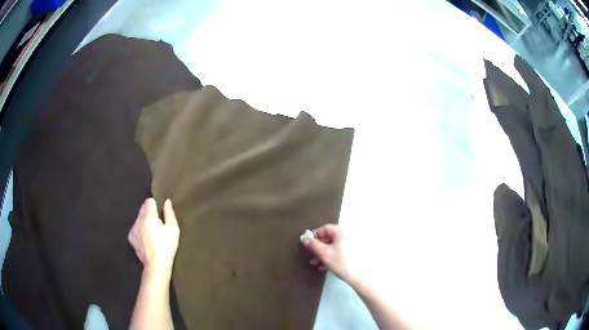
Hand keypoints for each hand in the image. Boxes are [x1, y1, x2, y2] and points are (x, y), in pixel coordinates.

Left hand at [128, 198, 179, 277]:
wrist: (156, 265)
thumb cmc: (167, 247)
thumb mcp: (173, 230)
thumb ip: (169, 213)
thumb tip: (167, 202)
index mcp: (149, 217)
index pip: (149, 201)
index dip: (155, 205)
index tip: (160, 213)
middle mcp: (139, 221)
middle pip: (143, 208)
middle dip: (150, 213)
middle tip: (158, 224)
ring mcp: (133, 229)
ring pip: (138, 218)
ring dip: (144, 221)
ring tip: (152, 233)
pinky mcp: (131, 237)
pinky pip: (135, 228)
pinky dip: (140, 230)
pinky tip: (147, 239)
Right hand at [302, 224, 353, 283]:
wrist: (357, 276)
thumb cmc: (340, 261)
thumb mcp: (324, 253)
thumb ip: (313, 244)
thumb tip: (304, 238)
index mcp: (341, 231)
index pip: (325, 228)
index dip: (315, 235)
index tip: (307, 243)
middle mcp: (346, 235)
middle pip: (328, 238)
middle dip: (317, 247)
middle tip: (310, 254)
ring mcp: (350, 244)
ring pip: (332, 246)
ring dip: (322, 254)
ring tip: (314, 263)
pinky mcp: (351, 253)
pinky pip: (337, 252)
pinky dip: (329, 257)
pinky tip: (322, 266)